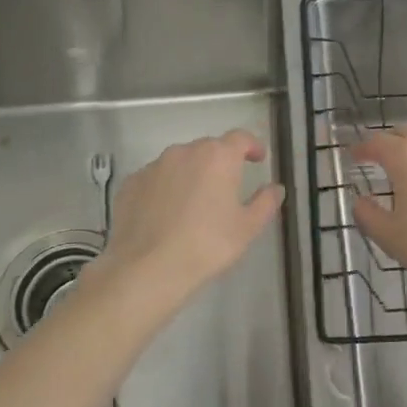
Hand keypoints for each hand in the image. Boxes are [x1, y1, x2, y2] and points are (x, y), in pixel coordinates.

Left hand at [96, 130, 284, 302]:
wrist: (146, 268)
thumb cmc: (206, 245)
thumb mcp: (247, 228)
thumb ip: (265, 203)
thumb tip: (276, 188)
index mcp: (218, 156)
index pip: (240, 138)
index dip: (252, 146)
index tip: (257, 159)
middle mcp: (184, 152)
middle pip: (208, 148)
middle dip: (220, 163)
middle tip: (226, 188)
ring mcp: (154, 166)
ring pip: (179, 162)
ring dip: (190, 175)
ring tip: (194, 204)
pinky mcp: (131, 183)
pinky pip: (155, 179)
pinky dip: (165, 189)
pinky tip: (165, 215)